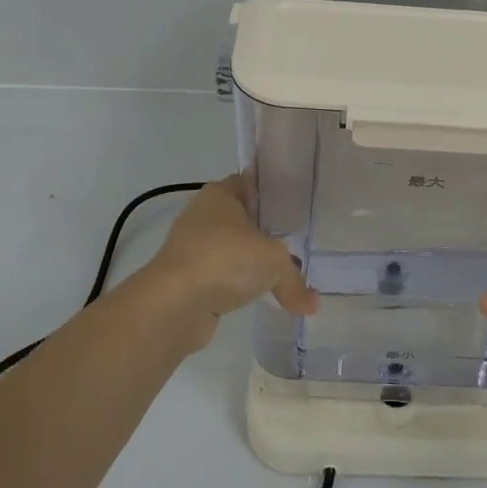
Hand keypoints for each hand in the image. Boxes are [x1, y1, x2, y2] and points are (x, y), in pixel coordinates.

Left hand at [131, 176, 316, 350]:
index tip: (297, 205)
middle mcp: (203, 216)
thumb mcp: (274, 261)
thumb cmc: (226, 260)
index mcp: (220, 194)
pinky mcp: (188, 280)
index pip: (251, 183)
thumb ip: (295, 279)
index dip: (274, 192)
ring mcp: (192, 249)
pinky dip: (237, 286)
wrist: (174, 304)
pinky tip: (258, 296)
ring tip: (282, 273)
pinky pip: (222, 277)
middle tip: (297, 240)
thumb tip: (312, 304)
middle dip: (266, 230)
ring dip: (250, 261)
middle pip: (242, 218)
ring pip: (231, 250)